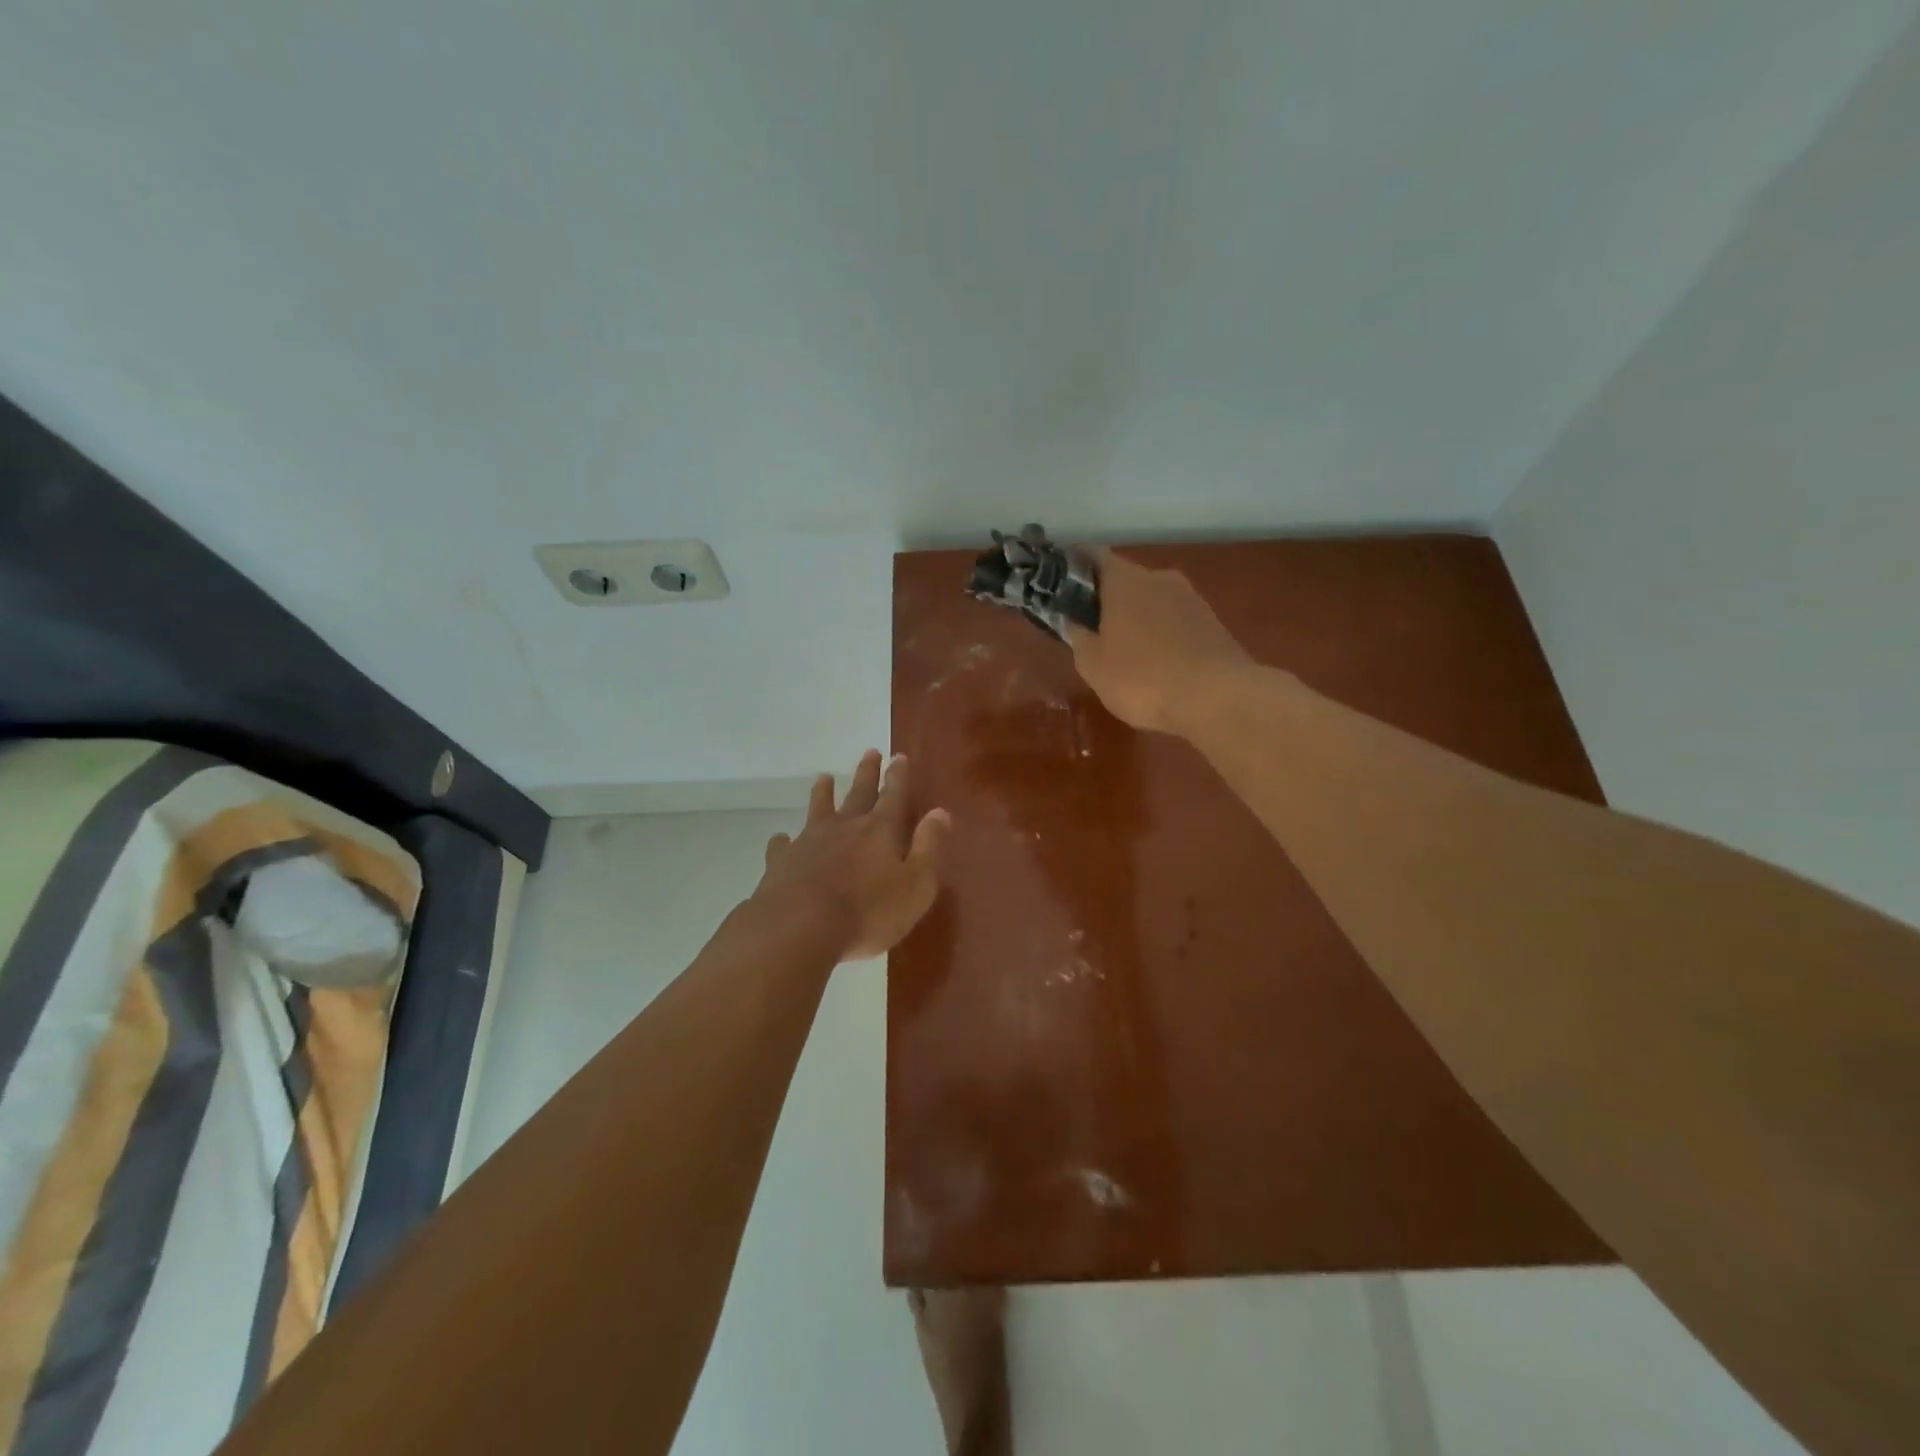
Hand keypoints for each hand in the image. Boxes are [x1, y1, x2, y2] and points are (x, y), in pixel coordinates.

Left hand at [753, 750, 949, 961]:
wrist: (799, 927)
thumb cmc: (867, 912)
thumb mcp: (915, 885)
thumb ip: (928, 848)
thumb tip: (940, 813)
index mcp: (880, 832)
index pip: (893, 796)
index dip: (898, 777)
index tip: (899, 756)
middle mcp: (844, 828)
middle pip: (858, 794)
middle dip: (866, 773)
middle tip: (870, 752)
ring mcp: (809, 842)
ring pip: (818, 809)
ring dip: (823, 793)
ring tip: (823, 777)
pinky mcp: (781, 863)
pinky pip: (782, 845)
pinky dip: (783, 840)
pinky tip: (781, 839)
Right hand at [1068, 548, 1253, 735]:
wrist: (1218, 698)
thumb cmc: (1142, 678)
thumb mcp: (1093, 665)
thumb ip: (1079, 637)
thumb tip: (1074, 621)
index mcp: (1125, 581)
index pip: (1094, 556)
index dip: (1075, 564)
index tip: (1060, 580)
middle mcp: (1159, 578)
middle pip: (1125, 578)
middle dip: (1106, 597)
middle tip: (1090, 624)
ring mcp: (1191, 598)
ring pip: (1153, 599)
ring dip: (1137, 616)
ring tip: (1124, 647)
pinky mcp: (1212, 623)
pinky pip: (1175, 620)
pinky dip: (1161, 633)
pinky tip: (1156, 660)